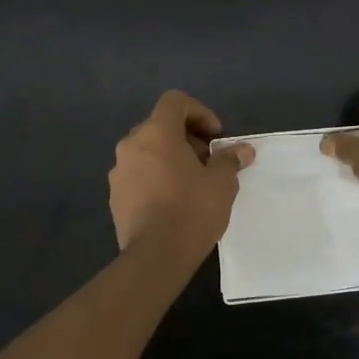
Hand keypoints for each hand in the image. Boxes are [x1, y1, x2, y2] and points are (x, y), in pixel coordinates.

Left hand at [109, 92, 254, 258]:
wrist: (155, 256)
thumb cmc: (191, 210)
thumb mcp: (221, 183)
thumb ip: (230, 160)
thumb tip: (243, 150)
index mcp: (156, 133)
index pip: (175, 102)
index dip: (200, 112)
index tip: (216, 136)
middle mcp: (131, 145)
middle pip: (160, 126)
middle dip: (187, 138)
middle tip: (208, 161)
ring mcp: (119, 172)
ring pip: (147, 152)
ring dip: (170, 158)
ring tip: (192, 183)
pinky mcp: (115, 196)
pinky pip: (139, 175)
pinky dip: (156, 177)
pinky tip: (173, 202)